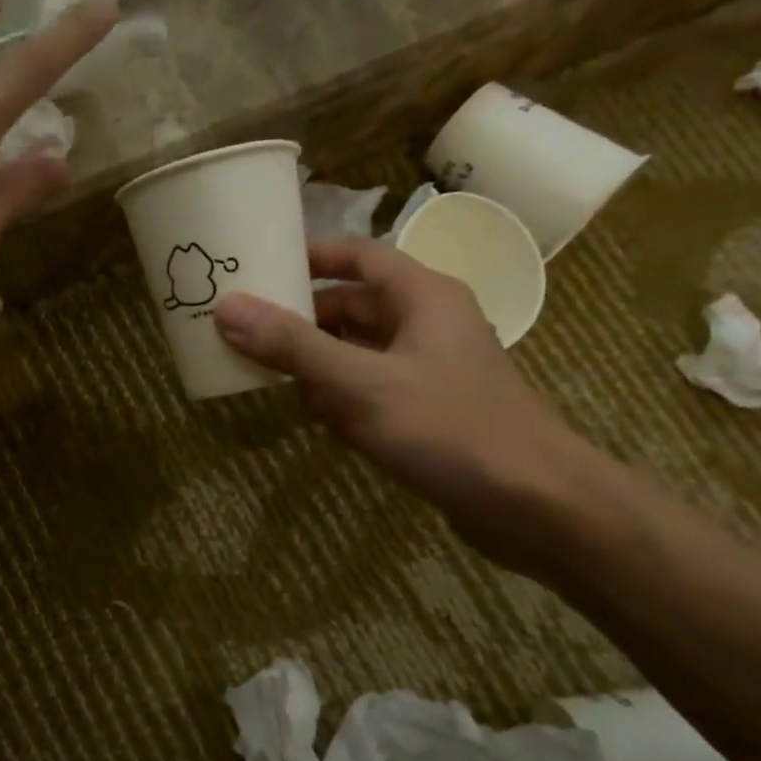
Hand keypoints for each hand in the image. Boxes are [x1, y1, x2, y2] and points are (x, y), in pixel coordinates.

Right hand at [214, 239, 598, 572]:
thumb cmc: (449, 427)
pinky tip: (325, 424)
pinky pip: (372, 391)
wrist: (533, 505)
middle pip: (353, 307)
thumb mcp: (360, 383)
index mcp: (423, 297)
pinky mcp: (429, 411)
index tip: (260, 268)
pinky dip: (344, 400)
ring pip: (358, 352)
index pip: (360, 255)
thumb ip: (292, 346)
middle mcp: (428, 324)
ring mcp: (430, 370)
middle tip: (247, 332)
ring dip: (319, 366)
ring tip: (272, 380)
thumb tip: (226, 307)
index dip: (311, 257)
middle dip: (303, 321)